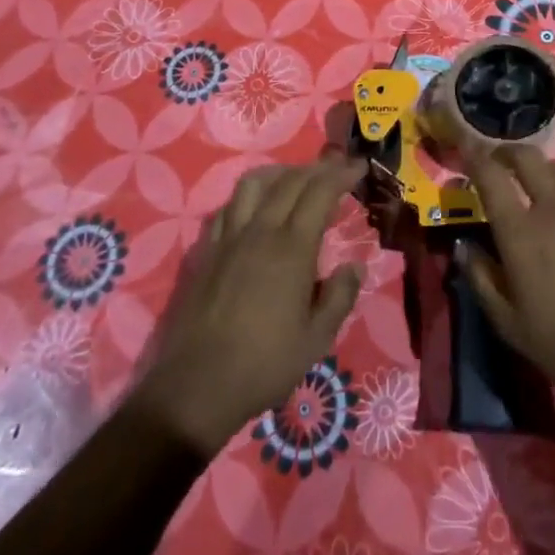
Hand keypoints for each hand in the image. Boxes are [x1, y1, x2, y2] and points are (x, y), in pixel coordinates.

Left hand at [132, 157, 365, 453]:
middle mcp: (261, 231)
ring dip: (281, 172)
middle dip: (318, 168)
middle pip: (290, 180)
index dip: (342, 174)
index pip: (320, 192)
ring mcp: (229, 237)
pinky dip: (250, 196)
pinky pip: (229, 206)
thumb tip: (355, 266)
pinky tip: (256, 209)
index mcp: (292, 248)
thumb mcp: (316, 340)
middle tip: (337, 169)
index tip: (359, 167)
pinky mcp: (207, 250)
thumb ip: (340, 297)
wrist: (196, 386)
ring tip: (297, 179)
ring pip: (254, 183)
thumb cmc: (264, 365)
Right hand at [457, 141, 554, 412]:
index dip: (473, 156)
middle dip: (508, 152)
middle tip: (499, 162)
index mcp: (520, 231)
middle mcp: (553, 208)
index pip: (490, 175)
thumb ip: (481, 278)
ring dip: (542, 171)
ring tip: (538, 188)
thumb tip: (462, 245)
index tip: (465, 149)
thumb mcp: (509, 324)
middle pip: (527, 157)